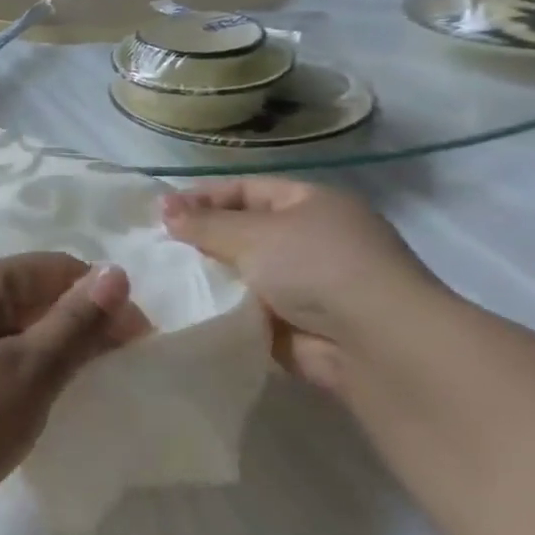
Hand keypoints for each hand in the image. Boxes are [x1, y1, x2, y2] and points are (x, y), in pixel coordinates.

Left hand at [0, 254, 148, 524]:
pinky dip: (31, 367)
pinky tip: (47, 398)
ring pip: (18, 327)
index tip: (141, 342)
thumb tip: (115, 272)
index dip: (103, 296)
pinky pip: (0, 353)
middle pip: (35, 294)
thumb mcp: (29, 370)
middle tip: (123, 368)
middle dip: (83, 322)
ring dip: (58, 347)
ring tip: (92, 385)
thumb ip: (74, 322)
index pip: (55, 267)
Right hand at [160, 178, 441, 391]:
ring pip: (244, 274)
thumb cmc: (316, 267)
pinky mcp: (300, 326)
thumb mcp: (252, 234)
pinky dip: (226, 310)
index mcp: (312, 203)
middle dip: (203, 240)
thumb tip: (164, 210)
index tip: (160, 213)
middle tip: (158, 248)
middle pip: (244, 232)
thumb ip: (204, 223)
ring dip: (212, 278)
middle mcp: (313, 239)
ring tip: (165, 280)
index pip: (246, 190)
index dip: (202, 198)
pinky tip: (190, 310)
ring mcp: (309, 285)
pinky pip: (251, 311)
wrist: (376, 344)